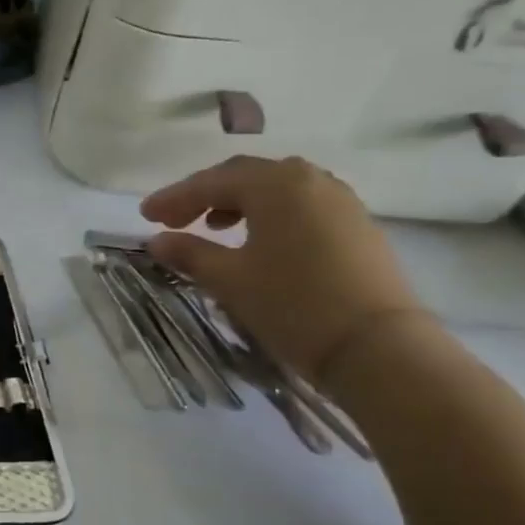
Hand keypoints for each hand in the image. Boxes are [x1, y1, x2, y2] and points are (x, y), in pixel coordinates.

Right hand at [141, 156, 430, 384]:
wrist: (379, 348)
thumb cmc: (293, 305)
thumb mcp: (230, 279)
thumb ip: (189, 253)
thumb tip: (157, 240)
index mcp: (275, 184)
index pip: (211, 182)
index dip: (174, 198)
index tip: (145, 216)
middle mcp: (309, 180)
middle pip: (245, 176)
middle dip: (205, 195)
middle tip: (174, 220)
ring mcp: (340, 200)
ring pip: (277, 189)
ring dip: (239, 202)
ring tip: (215, 228)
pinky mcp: (357, 225)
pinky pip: (302, 205)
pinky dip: (271, 214)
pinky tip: (260, 241)